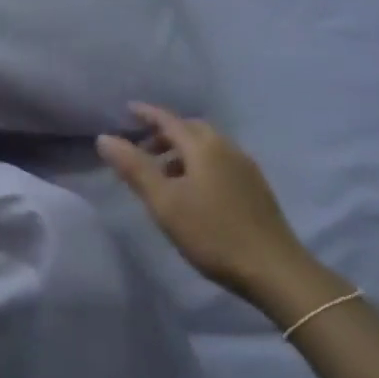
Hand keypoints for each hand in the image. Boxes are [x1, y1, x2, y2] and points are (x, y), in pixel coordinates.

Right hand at [97, 103, 309, 301]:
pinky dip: (199, 164)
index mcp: (204, 147)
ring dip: (182, 151)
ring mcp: (245, 167)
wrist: (274, 269)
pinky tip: (193, 191)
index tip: (127, 109)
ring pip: (207, 146)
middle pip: (191, 130)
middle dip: (165, 133)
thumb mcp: (164, 202)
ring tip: (163, 175)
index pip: (169, 120)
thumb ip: (134, 168)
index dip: (147, 114)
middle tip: (142, 149)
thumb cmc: (212, 233)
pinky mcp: (255, 187)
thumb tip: (104, 138)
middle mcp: (227, 148)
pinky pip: (220, 162)